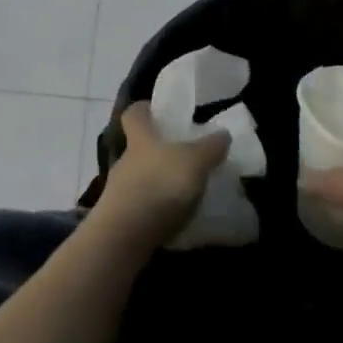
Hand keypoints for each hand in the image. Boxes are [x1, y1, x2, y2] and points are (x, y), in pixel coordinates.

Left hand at [91, 103, 229, 249]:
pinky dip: (159, 207)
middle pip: (139, 146)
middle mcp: (125, 159)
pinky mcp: (122, 217)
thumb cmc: (158, 185)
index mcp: (140, 137)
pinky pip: (143, 205)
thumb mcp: (193, 162)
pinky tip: (178, 218)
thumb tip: (222, 133)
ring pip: (142, 176)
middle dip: (160, 150)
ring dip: (161, 181)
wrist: (125, 235)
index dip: (145, 108)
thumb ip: (210, 148)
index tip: (159, 110)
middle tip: (188, 156)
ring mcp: (120, 189)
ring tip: (189, 191)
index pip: (134, 113)